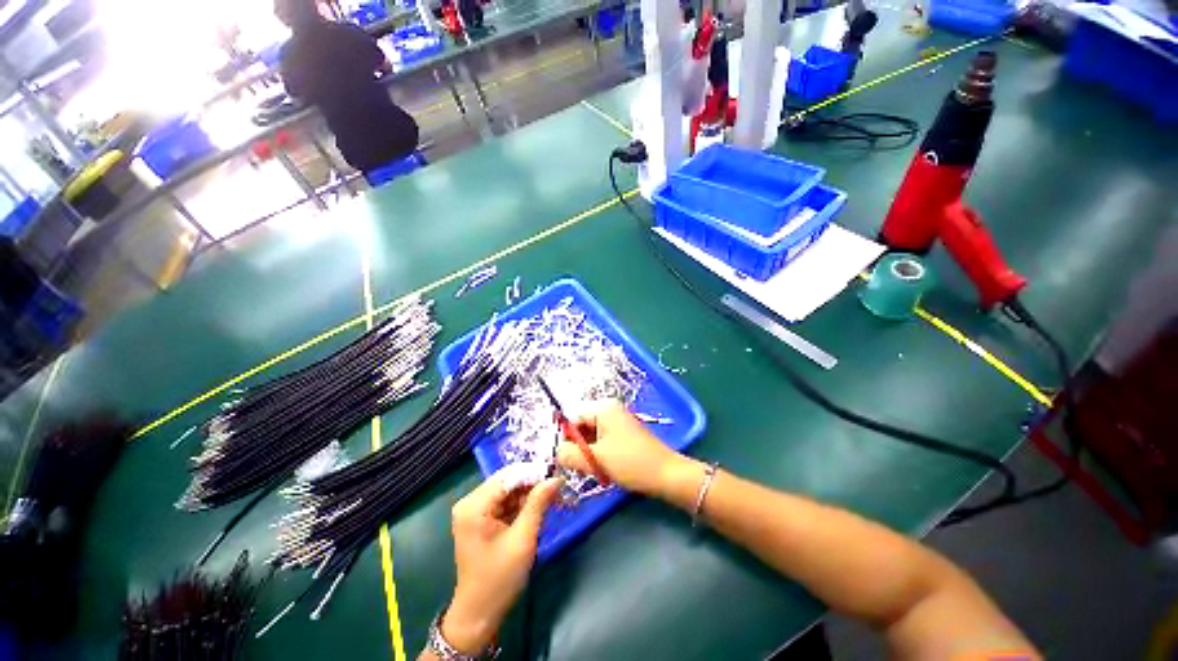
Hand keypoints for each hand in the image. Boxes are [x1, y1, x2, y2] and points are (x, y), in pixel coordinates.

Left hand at [442, 476, 560, 653]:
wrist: (478, 614)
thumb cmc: (499, 579)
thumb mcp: (523, 539)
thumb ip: (538, 504)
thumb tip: (555, 478)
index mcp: (475, 505)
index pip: (508, 476)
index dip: (533, 472)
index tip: (557, 474)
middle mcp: (470, 501)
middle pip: (507, 480)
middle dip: (532, 482)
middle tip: (557, 487)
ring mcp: (474, 510)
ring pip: (508, 489)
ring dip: (528, 493)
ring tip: (551, 497)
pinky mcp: (479, 518)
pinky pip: (504, 501)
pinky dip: (521, 503)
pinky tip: (537, 508)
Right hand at [556, 401, 697, 498]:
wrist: (666, 475)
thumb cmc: (630, 463)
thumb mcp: (596, 459)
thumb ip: (569, 454)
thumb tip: (556, 452)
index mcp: (603, 408)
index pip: (573, 419)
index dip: (566, 439)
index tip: (565, 460)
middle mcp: (610, 410)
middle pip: (583, 427)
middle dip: (579, 448)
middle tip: (581, 467)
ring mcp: (619, 422)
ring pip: (592, 436)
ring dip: (589, 453)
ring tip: (595, 469)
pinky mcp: (625, 434)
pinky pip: (603, 441)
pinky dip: (599, 454)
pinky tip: (604, 468)